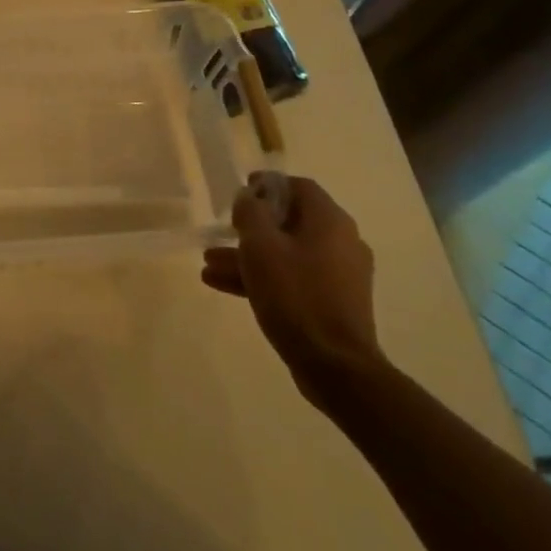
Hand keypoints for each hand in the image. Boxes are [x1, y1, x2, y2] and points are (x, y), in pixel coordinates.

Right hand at [201, 174, 385, 408]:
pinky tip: (222, 284)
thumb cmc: (295, 295)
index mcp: (330, 222)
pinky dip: (262, 277)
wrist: (333, 364)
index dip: (267, 185)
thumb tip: (248, 197)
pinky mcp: (331, 302)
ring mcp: (339, 274)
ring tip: (208, 264)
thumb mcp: (261, 247)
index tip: (239, 193)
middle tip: (221, 232)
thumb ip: (250, 213)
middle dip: (250, 227)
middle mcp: (341, 242)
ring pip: (286, 253)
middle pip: (290, 221)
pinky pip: (292, 278)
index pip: (299, 187)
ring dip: (248, 255)